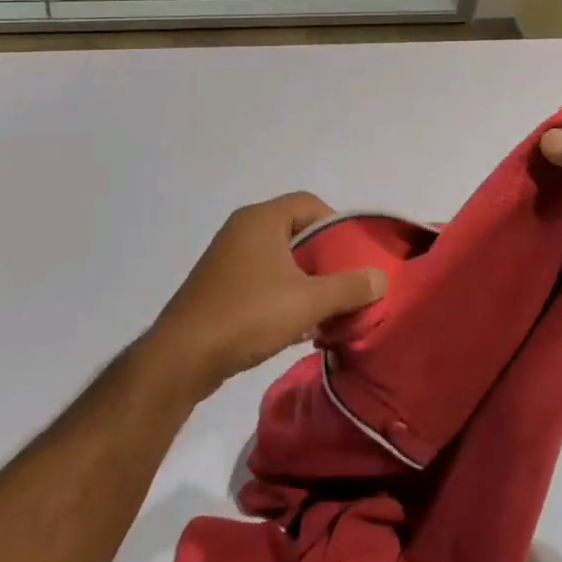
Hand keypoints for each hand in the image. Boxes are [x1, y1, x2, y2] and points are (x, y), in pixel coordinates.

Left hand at [142, 193, 386, 401]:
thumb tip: (380, 278)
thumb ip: (349, 287)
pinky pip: (260, 277)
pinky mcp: (217, 284)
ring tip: (323, 308)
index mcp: (261, 219)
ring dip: (303, 279)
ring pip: (278, 257)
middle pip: (296, 230)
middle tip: (343, 284)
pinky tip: (293, 325)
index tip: (351, 256)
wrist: (181, 358)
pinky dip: (281, 293)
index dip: (336, 224)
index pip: (310, 203)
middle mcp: (242, 229)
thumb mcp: (308, 302)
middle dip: (323, 257)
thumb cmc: (247, 315)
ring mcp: (226, 257)